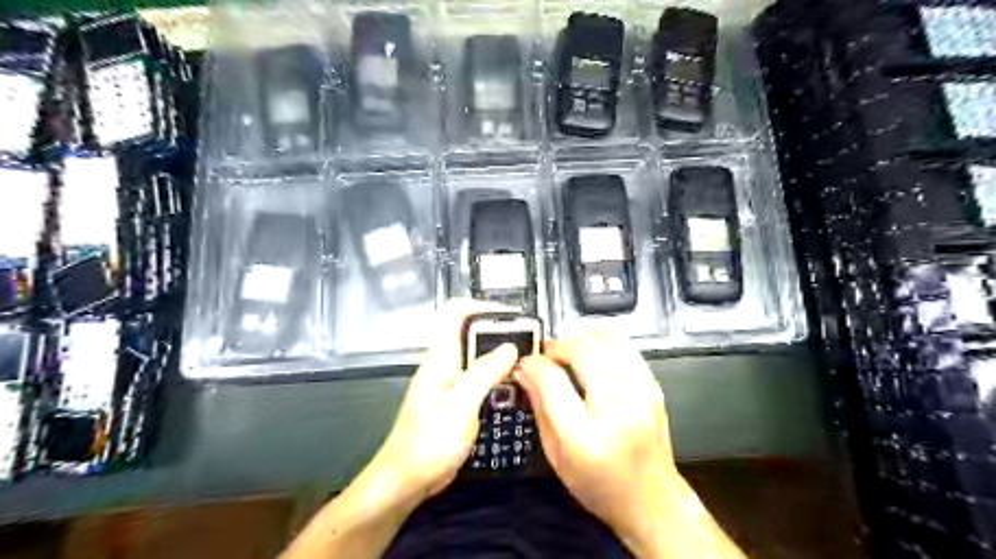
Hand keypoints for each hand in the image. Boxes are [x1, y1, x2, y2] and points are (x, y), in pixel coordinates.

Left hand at [369, 302, 517, 507]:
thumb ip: (484, 374)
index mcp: (440, 360)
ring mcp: (446, 382)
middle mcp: (442, 365)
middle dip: (496, 330)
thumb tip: (509, 347)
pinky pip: (475, 376)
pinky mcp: (452, 399)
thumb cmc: (428, 445)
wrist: (405, 480)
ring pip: (473, 355)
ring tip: (524, 359)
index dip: (479, 306)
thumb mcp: (460, 408)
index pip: (453, 314)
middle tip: (526, 339)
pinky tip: (510, 385)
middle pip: (467, 332)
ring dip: (497, 353)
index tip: (509, 314)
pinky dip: (494, 374)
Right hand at [523, 333, 736, 555]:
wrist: (652, 500)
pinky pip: (625, 345)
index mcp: (586, 438)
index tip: (525, 364)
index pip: (553, 381)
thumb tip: (525, 373)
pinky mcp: (653, 386)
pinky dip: (602, 341)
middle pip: (582, 350)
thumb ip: (539, 409)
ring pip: (605, 339)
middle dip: (557, 346)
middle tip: (546, 357)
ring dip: (579, 340)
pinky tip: (592, 357)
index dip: (533, 365)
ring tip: (569, 355)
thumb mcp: (557, 457)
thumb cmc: (601, 486)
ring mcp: (640, 394)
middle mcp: (617, 410)